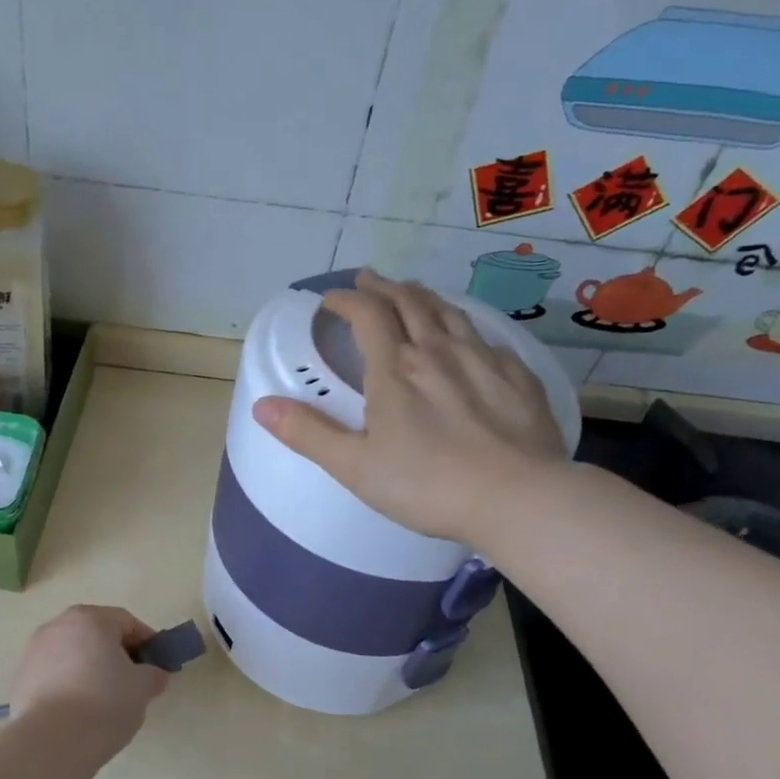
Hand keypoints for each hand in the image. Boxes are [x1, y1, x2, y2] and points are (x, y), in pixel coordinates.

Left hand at [8, 606, 171, 765]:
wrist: (51, 742)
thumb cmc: (104, 703)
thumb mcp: (142, 688)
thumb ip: (153, 674)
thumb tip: (154, 675)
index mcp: (89, 618)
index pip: (127, 622)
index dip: (147, 643)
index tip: (158, 666)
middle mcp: (57, 626)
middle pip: (96, 634)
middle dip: (116, 655)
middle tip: (133, 683)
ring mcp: (34, 652)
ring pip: (73, 654)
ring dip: (90, 669)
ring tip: (104, 701)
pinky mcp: (20, 679)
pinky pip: (54, 675)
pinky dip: (69, 685)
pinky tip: (78, 712)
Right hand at [252, 270, 568, 542]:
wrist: (518, 498)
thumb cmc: (427, 485)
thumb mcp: (354, 466)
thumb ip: (308, 433)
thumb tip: (261, 406)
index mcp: (394, 368)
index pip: (367, 314)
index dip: (346, 299)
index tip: (330, 299)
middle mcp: (437, 350)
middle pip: (409, 302)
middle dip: (384, 287)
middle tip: (370, 279)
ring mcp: (483, 359)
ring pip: (449, 313)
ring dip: (424, 297)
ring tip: (412, 292)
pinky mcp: (518, 376)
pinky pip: (485, 337)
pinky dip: (464, 326)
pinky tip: (467, 337)